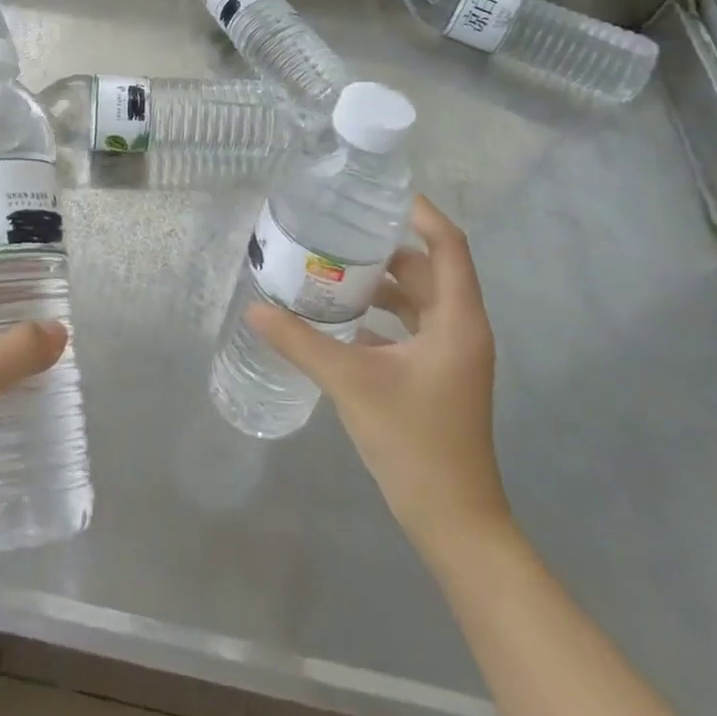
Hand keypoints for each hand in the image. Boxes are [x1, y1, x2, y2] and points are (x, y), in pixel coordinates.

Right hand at [247, 195, 510, 568]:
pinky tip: (341, 318)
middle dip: (387, 247)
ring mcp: (451, 355)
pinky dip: (381, 314)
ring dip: (382, 282)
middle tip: (339, 228)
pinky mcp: (437, 375)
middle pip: (430, 269)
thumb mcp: (351, 383)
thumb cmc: (414, 442)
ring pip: (420, 299)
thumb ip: (301, 342)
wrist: (453, 520)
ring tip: (333, 267)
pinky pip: (411, 327)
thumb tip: (255, 308)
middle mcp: (461, 329)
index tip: (379, 195)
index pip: (448, 246)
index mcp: (457, 321)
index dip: (420, 213)